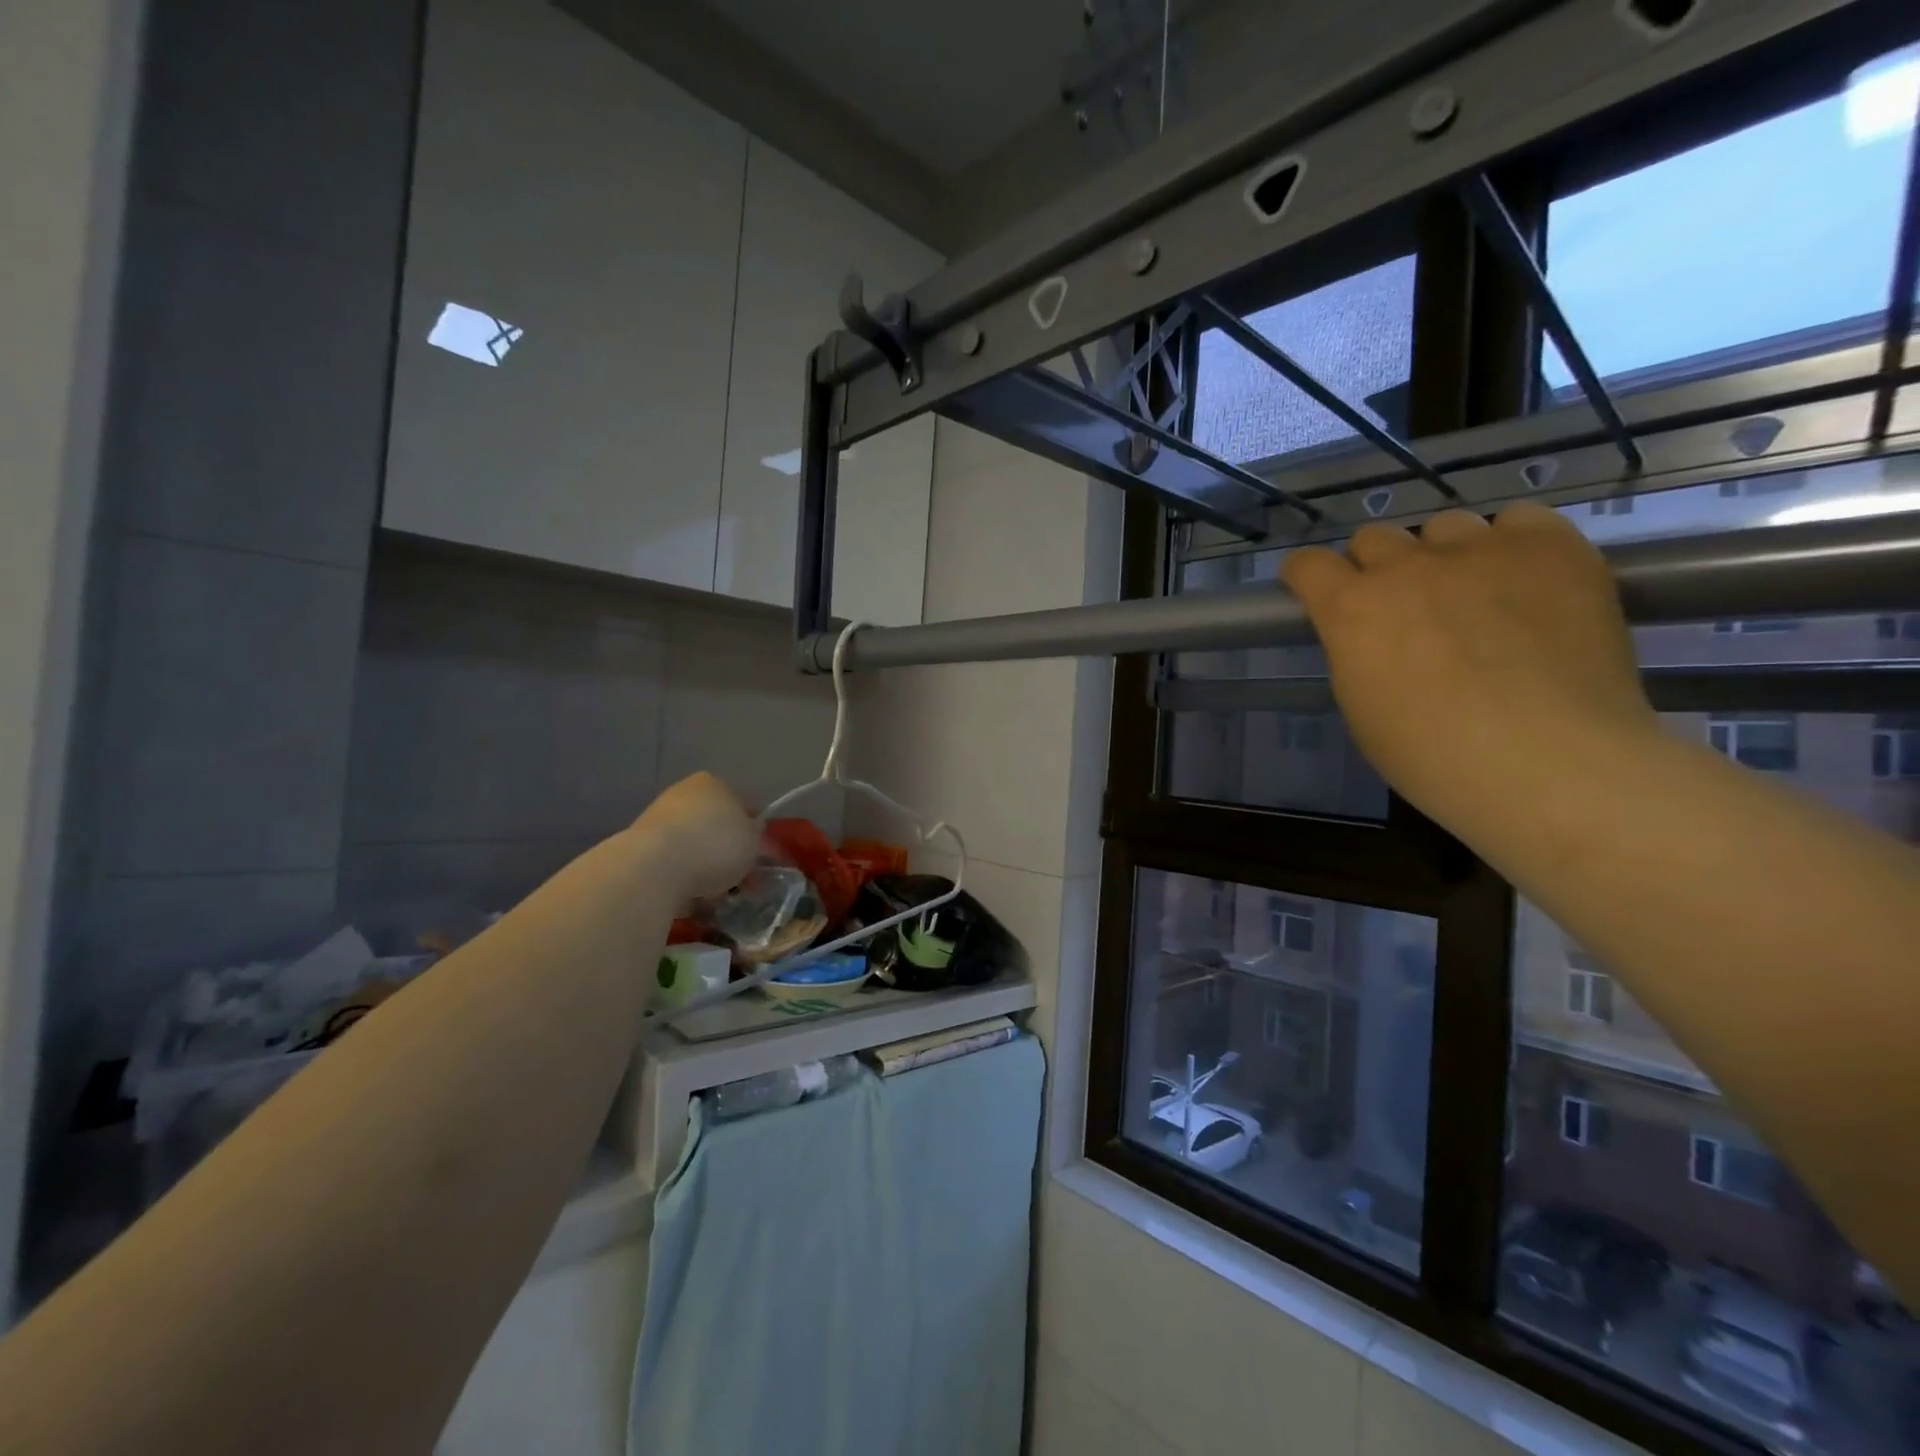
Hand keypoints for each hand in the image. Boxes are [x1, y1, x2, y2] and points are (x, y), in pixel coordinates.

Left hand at [631, 772, 757, 901]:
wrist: (654, 868)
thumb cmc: (715, 845)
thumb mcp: (754, 843)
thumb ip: (758, 841)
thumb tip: (756, 844)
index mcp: (713, 784)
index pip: (741, 805)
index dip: (753, 832)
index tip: (759, 857)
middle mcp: (683, 794)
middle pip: (714, 827)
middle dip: (727, 852)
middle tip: (741, 880)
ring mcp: (657, 820)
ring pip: (693, 848)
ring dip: (704, 868)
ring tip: (718, 895)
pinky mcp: (638, 850)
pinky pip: (672, 866)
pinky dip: (683, 881)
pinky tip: (693, 899)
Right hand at [1280, 503, 1659, 836]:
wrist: (1548, 762)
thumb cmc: (1433, 757)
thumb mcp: (1360, 707)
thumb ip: (1354, 652)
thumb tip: (1369, 634)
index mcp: (1351, 609)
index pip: (1308, 564)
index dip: (1307, 576)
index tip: (1316, 591)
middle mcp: (1407, 566)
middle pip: (1374, 537)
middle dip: (1376, 567)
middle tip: (1401, 606)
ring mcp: (1481, 550)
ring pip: (1445, 526)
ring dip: (1443, 555)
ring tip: (1472, 594)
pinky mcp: (1552, 548)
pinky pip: (1520, 520)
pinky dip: (1512, 543)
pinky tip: (1524, 580)